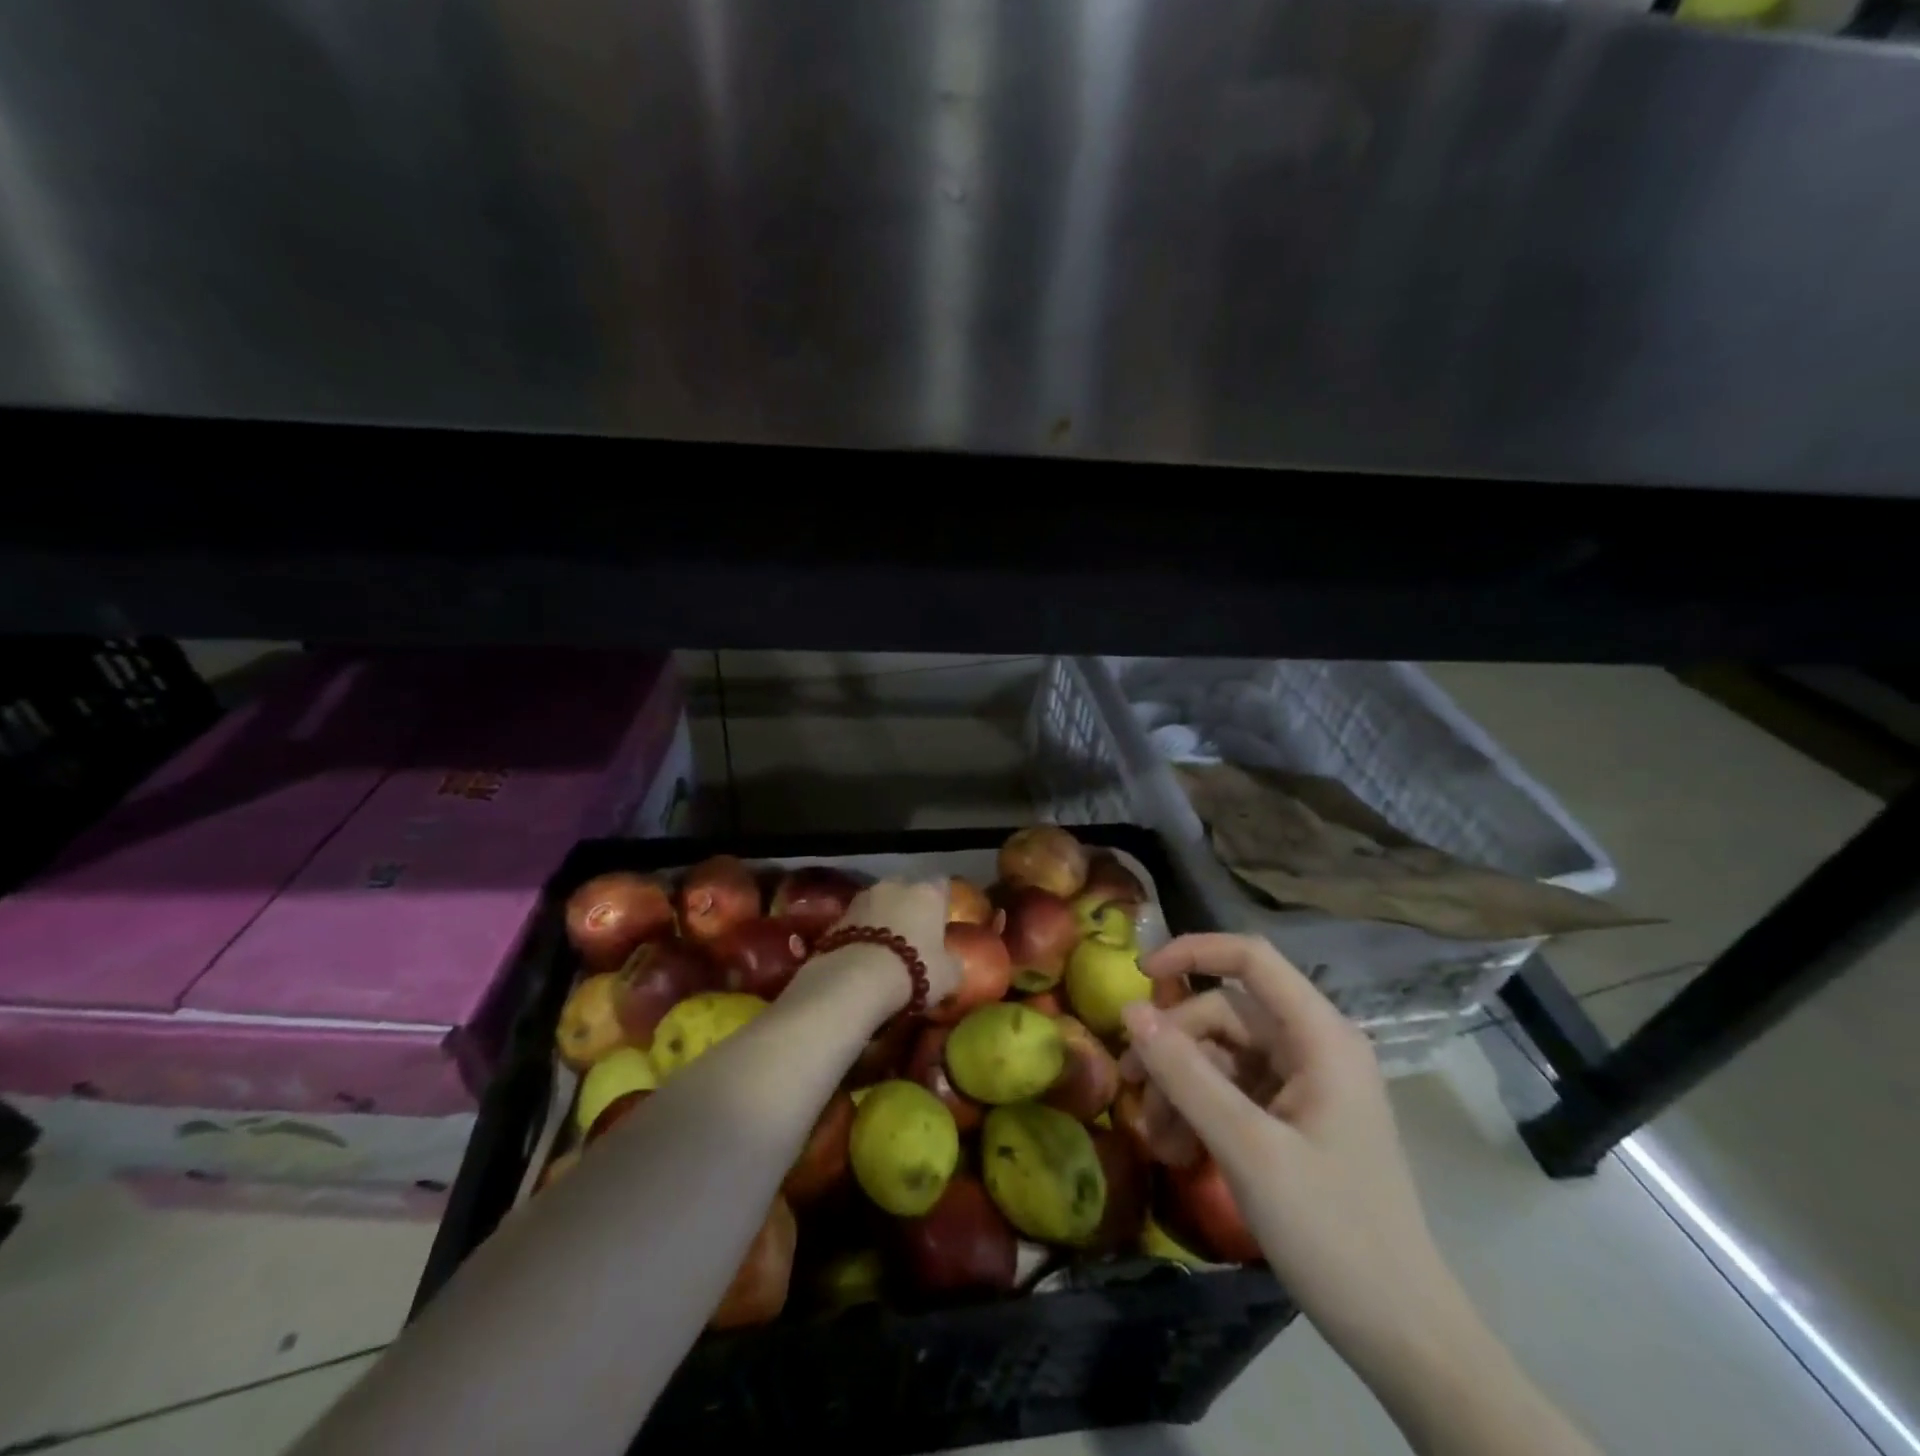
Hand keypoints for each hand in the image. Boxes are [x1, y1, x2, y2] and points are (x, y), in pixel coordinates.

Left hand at [815, 879, 960, 1010]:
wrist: (856, 978)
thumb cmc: (914, 969)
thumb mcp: (949, 975)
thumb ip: (952, 962)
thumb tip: (951, 961)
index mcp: (928, 892)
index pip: (941, 885)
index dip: (941, 903)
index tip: (941, 922)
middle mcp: (896, 886)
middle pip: (906, 889)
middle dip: (908, 906)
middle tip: (912, 935)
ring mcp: (862, 898)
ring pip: (877, 903)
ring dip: (881, 918)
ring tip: (884, 948)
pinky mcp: (837, 917)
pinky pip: (856, 922)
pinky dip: (859, 934)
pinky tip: (862, 957)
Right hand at [1119, 934, 1456, 1359]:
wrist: (1402, 1335)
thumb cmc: (1333, 1231)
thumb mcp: (1247, 1148)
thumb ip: (1185, 1074)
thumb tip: (1129, 1011)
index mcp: (1320, 1036)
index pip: (1250, 958)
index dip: (1192, 952)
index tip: (1138, 976)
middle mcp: (1313, 1047)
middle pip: (1225, 1014)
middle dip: (1174, 1047)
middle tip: (1132, 1089)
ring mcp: (1305, 1083)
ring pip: (1222, 1055)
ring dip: (1182, 1087)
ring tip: (1157, 1140)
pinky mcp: (1294, 1118)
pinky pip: (1233, 1091)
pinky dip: (1200, 1111)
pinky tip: (1179, 1152)